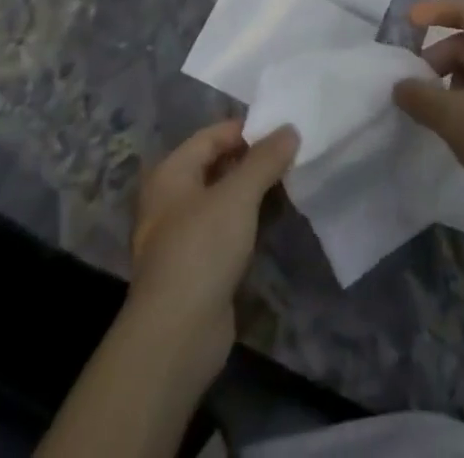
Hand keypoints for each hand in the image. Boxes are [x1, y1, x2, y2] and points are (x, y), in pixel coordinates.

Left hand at [126, 118, 298, 377]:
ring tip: (291, 181)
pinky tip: (274, 219)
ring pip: (223, 200)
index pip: (212, 135)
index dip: (246, 129)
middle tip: (292, 153)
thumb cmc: (201, 249)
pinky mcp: (197, 267)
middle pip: (217, 166)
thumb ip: (265, 159)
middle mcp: (171, 199)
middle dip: (253, 160)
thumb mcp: (238, 195)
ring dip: (253, 191)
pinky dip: (248, 221)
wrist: (176, 336)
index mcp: (171, 173)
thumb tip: (290, 129)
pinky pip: (226, 229)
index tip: (283, 128)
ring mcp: (182, 236)